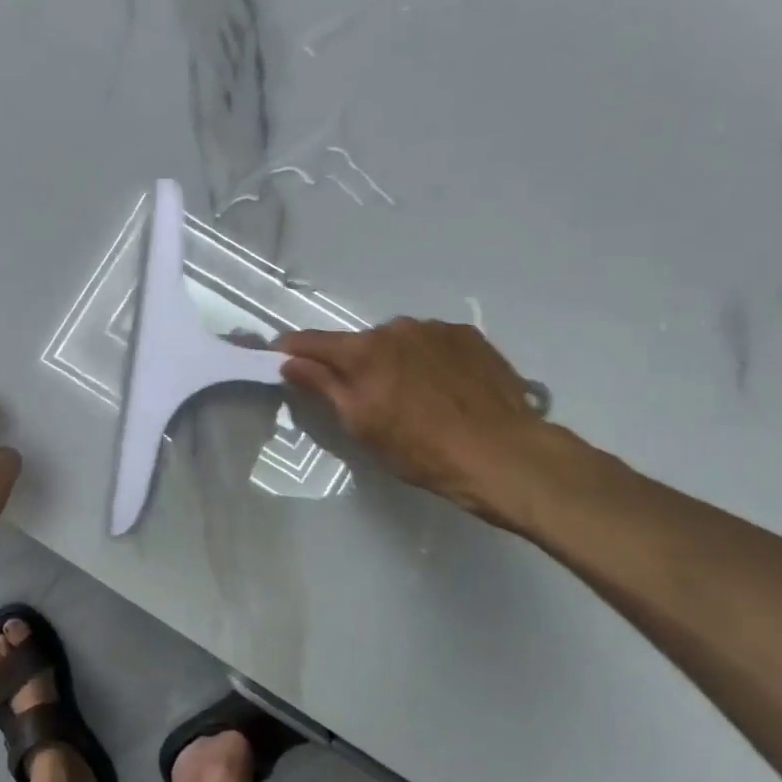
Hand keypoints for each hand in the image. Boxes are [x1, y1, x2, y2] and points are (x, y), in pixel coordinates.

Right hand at [277, 318, 566, 530]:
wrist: (502, 453)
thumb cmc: (421, 450)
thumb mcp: (361, 425)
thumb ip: (323, 386)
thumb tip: (289, 361)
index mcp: (364, 351)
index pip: (313, 342)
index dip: (292, 349)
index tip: (279, 357)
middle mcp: (396, 328)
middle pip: (360, 343)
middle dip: (354, 364)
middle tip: (366, 397)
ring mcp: (436, 329)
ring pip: (399, 341)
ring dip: (395, 361)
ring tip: (415, 396)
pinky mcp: (469, 336)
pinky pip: (433, 343)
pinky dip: (428, 360)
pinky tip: (445, 389)